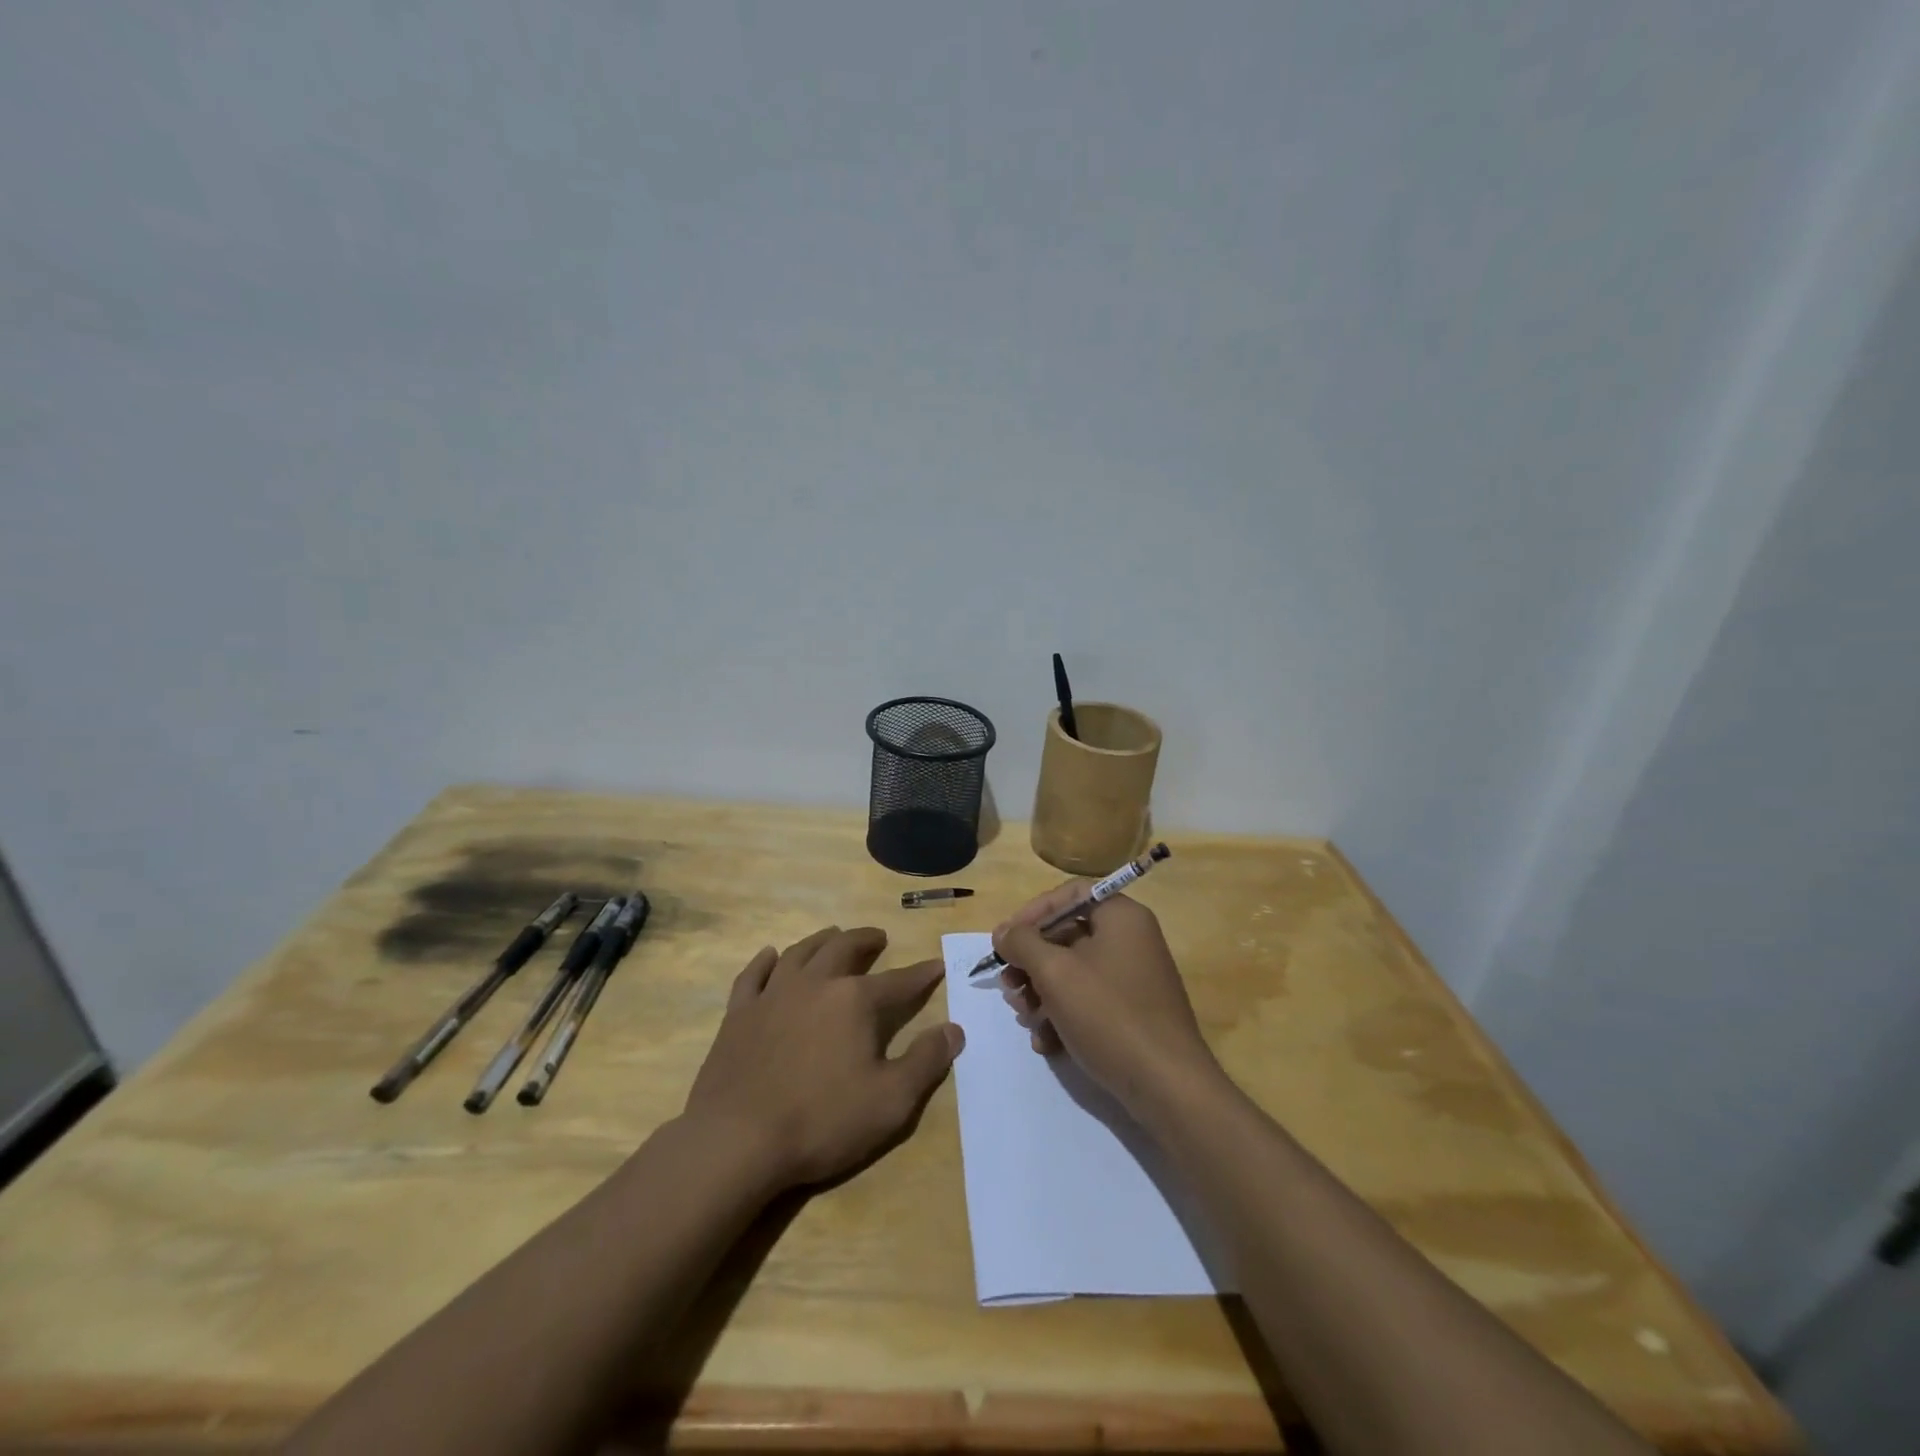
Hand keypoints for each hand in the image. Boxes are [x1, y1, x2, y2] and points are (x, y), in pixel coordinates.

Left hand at [684, 926, 962, 1189]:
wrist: (737, 1140)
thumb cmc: (821, 1121)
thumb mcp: (890, 1101)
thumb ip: (926, 1062)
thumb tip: (954, 1029)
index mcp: (855, 1001)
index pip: (899, 982)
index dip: (921, 975)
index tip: (937, 966)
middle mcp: (815, 984)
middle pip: (844, 949)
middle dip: (866, 940)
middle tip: (878, 937)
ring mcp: (772, 995)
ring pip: (800, 953)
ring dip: (821, 940)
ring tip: (833, 936)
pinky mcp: (738, 1014)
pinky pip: (753, 975)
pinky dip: (765, 961)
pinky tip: (771, 956)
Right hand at [993, 885, 1222, 1116]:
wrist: (1167, 1087)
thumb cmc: (1109, 1015)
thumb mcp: (1055, 972)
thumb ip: (1023, 944)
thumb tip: (1004, 932)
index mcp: (1121, 916)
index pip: (1069, 894)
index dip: (1032, 913)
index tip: (1005, 941)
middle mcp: (1131, 939)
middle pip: (1067, 935)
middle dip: (1031, 963)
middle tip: (1008, 987)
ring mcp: (1133, 978)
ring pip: (1073, 971)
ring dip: (1041, 993)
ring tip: (1026, 1019)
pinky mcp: (1132, 1013)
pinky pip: (1088, 1000)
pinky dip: (1063, 1016)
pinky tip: (1046, 1043)